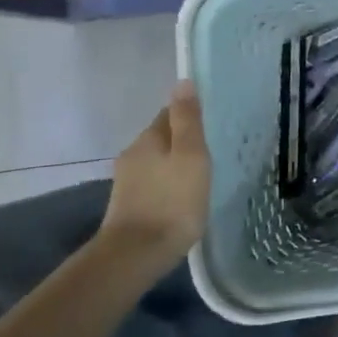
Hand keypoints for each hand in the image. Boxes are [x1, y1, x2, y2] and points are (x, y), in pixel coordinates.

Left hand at [96, 82, 210, 268]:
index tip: (211, 125)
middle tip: (210, 154)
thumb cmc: (172, 201)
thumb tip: (183, 81)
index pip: (170, 114)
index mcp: (148, 138)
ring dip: (174, 166)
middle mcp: (132, 154)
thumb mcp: (191, 155)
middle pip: (162, 138)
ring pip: (156, 163)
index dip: (190, 116)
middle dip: (182, 143)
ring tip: (198, 178)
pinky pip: (152, 184)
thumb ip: (187, 119)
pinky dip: (166, 186)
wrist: (135, 255)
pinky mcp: (126, 206)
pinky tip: (180, 199)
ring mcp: (126, 182)